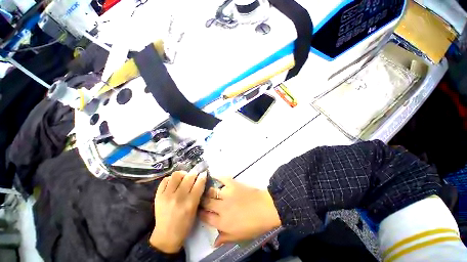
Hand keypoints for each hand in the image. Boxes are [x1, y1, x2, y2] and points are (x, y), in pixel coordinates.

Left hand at [149, 171, 206, 252]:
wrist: (166, 236)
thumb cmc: (184, 225)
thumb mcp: (195, 209)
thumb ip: (198, 194)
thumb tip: (200, 179)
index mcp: (190, 203)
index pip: (199, 183)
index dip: (202, 176)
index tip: (203, 174)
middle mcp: (179, 197)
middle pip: (189, 177)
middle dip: (194, 173)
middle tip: (194, 175)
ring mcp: (166, 196)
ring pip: (176, 175)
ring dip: (183, 174)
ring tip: (183, 178)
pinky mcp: (158, 196)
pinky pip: (165, 180)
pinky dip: (171, 179)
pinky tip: (174, 183)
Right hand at [200, 177, 280, 246]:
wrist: (266, 208)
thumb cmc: (254, 225)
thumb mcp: (239, 237)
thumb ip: (225, 238)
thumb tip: (213, 242)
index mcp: (222, 222)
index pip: (205, 217)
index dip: (200, 213)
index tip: (198, 210)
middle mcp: (221, 207)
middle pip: (206, 203)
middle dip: (200, 201)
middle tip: (199, 199)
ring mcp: (227, 194)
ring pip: (211, 191)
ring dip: (206, 191)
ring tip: (203, 189)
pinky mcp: (233, 184)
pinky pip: (222, 179)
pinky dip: (216, 177)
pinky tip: (212, 176)